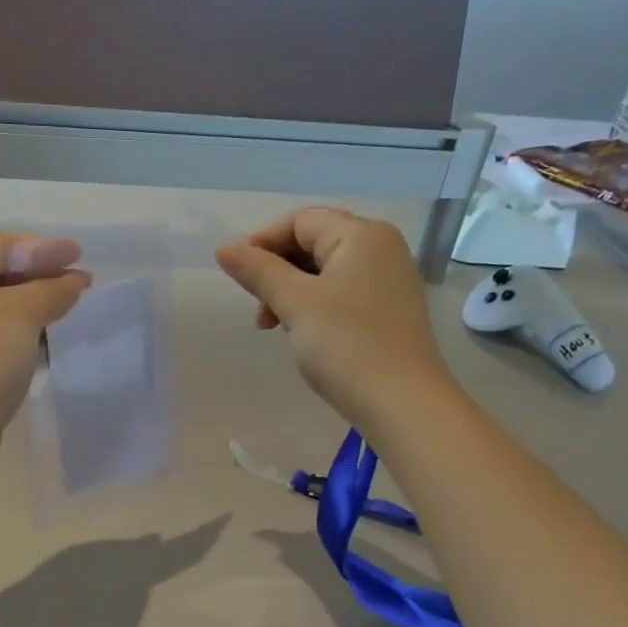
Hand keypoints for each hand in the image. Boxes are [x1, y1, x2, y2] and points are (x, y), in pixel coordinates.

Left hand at [0, 232, 89, 454]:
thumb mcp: (23, 314)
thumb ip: (52, 289)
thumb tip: (73, 281)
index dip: (44, 249)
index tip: (81, 256)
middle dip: (37, 277)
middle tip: (77, 283)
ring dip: (27, 307)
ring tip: (64, 312)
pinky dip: (11, 333)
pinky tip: (39, 343)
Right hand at [216, 207, 453, 430]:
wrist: (403, 405)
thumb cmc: (347, 345)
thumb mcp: (295, 303)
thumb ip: (258, 271)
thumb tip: (224, 249)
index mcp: (362, 235)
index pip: (300, 221)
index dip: (263, 242)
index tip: (239, 277)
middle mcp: (381, 249)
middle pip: (313, 243)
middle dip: (277, 271)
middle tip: (259, 309)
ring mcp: (388, 281)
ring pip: (324, 272)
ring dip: (291, 292)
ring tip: (274, 327)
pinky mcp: (388, 311)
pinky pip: (341, 294)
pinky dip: (314, 306)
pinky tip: (302, 334)